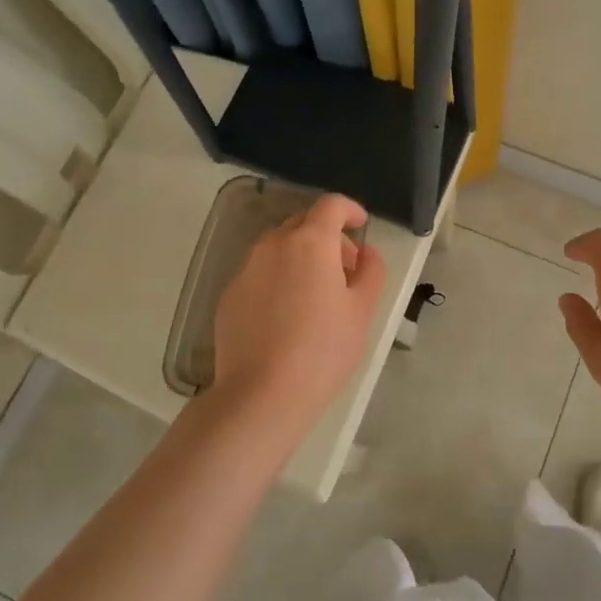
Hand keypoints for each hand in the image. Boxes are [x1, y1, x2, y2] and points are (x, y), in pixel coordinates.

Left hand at [210, 193, 386, 445]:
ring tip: (316, 294)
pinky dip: (278, 279)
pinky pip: (260, 274)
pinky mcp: (229, 296)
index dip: (349, 209)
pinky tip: (287, 316)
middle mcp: (274, 245)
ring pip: (278, 248)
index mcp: (311, 242)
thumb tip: (366, 252)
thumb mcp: (362, 311)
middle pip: (303, 223)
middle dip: (327, 236)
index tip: (361, 225)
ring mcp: (246, 270)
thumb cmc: (323, 349)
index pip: (331, 205)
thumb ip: (371, 271)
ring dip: (301, 257)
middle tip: (345, 268)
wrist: (261, 394)